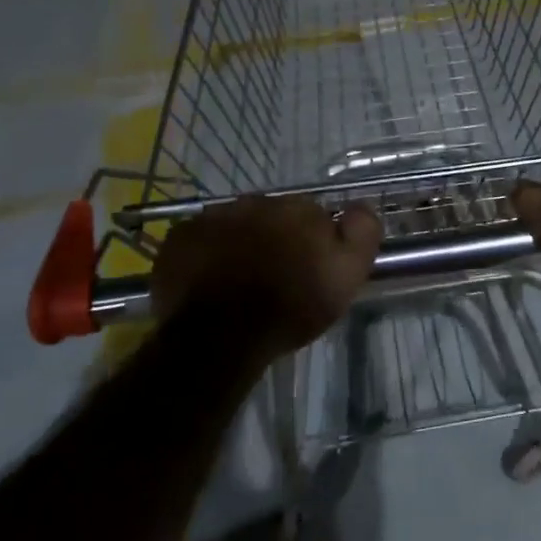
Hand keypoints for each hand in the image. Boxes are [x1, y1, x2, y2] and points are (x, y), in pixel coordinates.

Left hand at [151, 196, 382, 357]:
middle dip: (273, 238)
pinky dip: (204, 254)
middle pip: (270, 216)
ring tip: (238, 281)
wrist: (221, 338)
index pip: (312, 214)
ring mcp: (212, 217)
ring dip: (238, 243)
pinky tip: (208, 281)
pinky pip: (198, 239)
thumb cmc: (290, 307)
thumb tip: (362, 205)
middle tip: (273, 276)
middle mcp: (254, 202)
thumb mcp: (346, 275)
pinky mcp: (178, 238)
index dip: (312, 241)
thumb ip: (361, 232)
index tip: (309, 268)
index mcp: (296, 208)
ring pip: (233, 225)